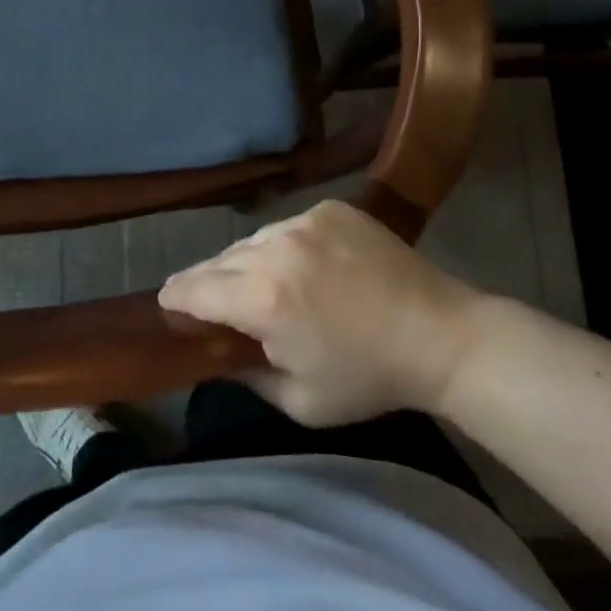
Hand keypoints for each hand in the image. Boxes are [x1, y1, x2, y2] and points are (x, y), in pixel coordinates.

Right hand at [158, 200, 486, 424]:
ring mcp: (303, 222)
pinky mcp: (328, 209)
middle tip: (214, 302)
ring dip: (247, 263)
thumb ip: (245, 374)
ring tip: (264, 285)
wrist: (442, 336)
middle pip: (218, 261)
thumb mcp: (300, 401)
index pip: (193, 289)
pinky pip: (286, 227)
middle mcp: (274, 250)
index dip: (175, 298)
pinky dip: (284, 247)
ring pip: (251, 241)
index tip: (168, 304)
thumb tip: (216, 354)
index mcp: (262, 299)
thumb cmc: (369, 378)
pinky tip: (306, 268)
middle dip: (209, 283)